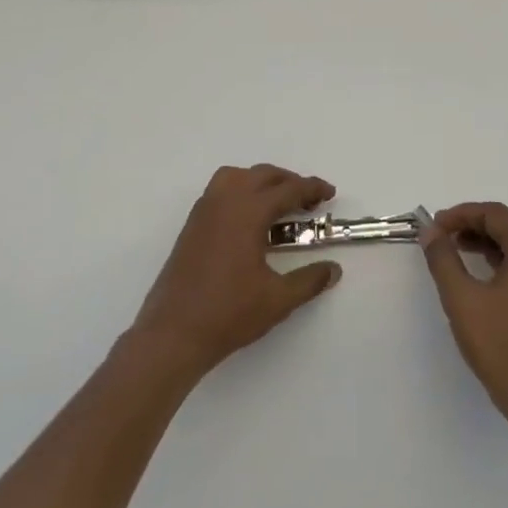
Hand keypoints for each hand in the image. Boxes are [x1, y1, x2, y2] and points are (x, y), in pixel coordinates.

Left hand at [129, 165, 342, 380]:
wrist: (173, 332)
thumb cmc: (228, 313)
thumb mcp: (278, 300)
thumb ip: (309, 280)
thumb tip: (333, 269)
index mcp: (247, 212)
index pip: (287, 190)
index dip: (312, 189)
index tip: (330, 194)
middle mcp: (225, 201)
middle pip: (263, 175)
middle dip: (289, 182)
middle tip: (309, 202)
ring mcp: (204, 210)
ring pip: (236, 176)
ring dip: (261, 182)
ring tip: (278, 204)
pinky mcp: (192, 224)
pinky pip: (220, 190)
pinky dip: (241, 191)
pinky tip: (249, 219)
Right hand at [422, 202, 507, 429]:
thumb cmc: (502, 347)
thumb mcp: (462, 299)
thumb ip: (443, 258)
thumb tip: (430, 231)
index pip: (495, 214)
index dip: (461, 214)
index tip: (433, 226)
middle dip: (473, 226)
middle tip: (441, 237)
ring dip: (487, 243)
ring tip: (456, 251)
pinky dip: (504, 261)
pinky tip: (482, 273)